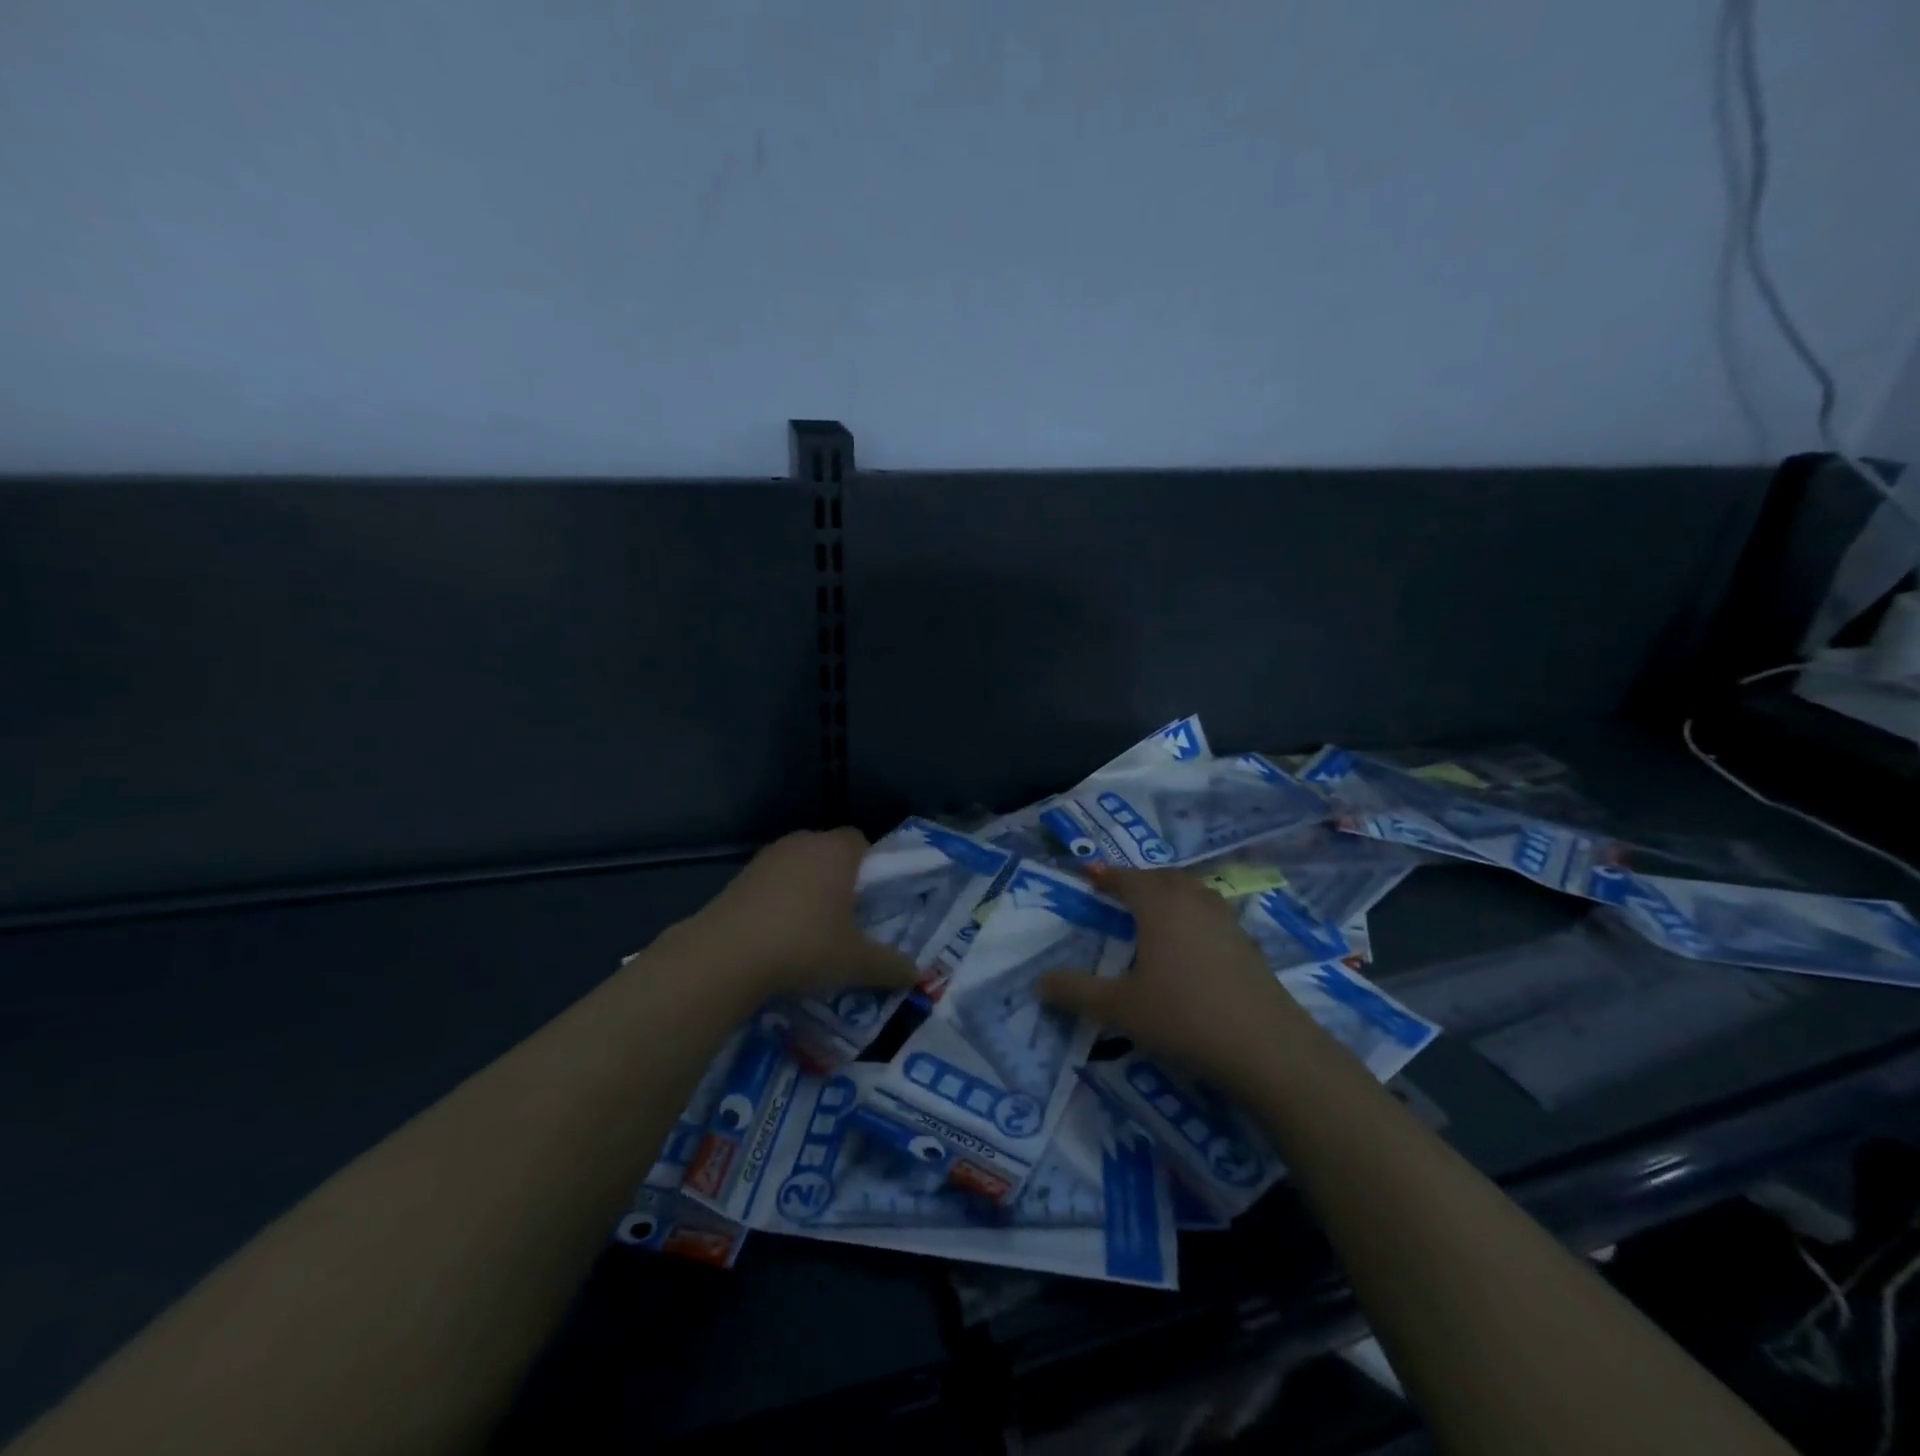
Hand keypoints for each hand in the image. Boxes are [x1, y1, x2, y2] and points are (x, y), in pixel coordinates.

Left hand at [667, 828, 917, 999]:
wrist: (725, 957)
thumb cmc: (804, 946)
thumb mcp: (855, 963)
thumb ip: (890, 966)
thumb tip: (917, 975)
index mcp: (836, 851)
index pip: (861, 841)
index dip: (871, 866)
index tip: (873, 898)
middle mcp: (802, 843)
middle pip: (829, 852)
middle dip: (840, 879)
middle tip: (847, 917)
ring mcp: (767, 858)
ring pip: (799, 867)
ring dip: (807, 890)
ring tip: (811, 930)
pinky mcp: (739, 878)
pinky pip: (772, 883)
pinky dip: (779, 902)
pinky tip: (778, 936)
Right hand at [1038, 865, 1306, 1091]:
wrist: (1266, 1047)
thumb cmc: (1184, 1016)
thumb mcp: (1119, 1008)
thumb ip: (1076, 991)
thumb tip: (1038, 981)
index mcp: (1159, 905)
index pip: (1128, 879)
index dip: (1107, 877)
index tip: (1091, 877)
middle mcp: (1193, 901)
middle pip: (1163, 877)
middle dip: (1139, 880)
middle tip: (1120, 893)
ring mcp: (1226, 920)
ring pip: (1192, 891)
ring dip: (1170, 893)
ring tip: (1155, 912)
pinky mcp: (1247, 943)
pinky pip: (1211, 913)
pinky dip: (1193, 914)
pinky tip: (1191, 944)